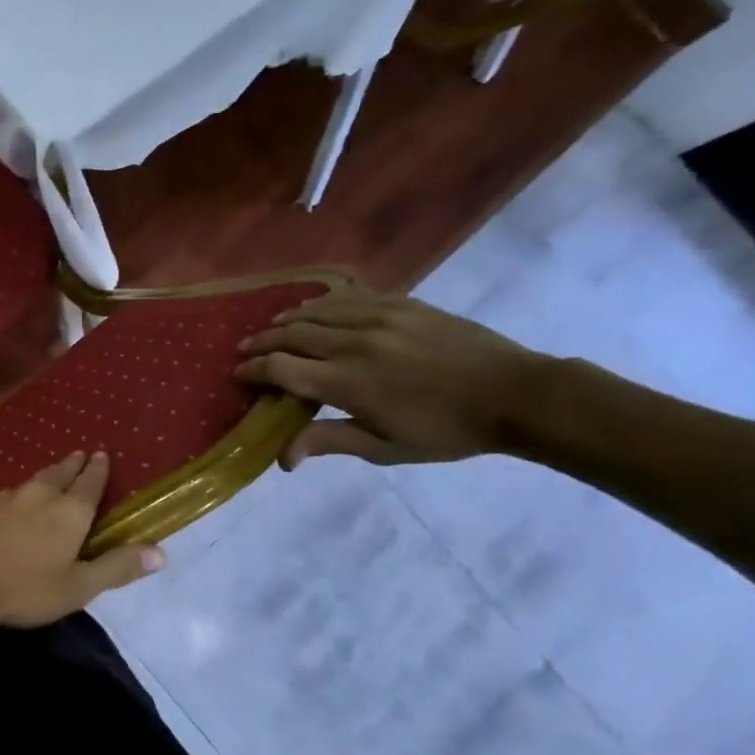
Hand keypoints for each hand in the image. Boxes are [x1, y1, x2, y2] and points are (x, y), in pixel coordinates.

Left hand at [0, 452, 164, 629]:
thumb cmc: (25, 588)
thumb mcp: (79, 586)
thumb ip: (117, 567)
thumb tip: (162, 552)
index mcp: (68, 512)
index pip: (89, 483)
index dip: (98, 470)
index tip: (101, 454)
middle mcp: (37, 497)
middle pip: (58, 474)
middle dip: (72, 465)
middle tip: (78, 454)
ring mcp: (2, 501)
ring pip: (29, 483)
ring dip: (44, 477)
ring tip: (49, 477)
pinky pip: (4, 497)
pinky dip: (16, 496)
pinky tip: (10, 504)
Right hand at [234, 290, 549, 467]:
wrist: (515, 394)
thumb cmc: (446, 430)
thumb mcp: (385, 447)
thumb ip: (329, 441)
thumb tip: (282, 458)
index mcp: (347, 382)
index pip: (281, 369)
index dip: (254, 371)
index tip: (239, 375)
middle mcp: (354, 344)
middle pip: (291, 335)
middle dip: (262, 342)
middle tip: (245, 350)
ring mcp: (379, 318)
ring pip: (316, 311)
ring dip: (287, 320)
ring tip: (272, 328)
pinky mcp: (402, 304)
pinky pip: (350, 296)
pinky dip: (323, 302)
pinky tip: (315, 308)